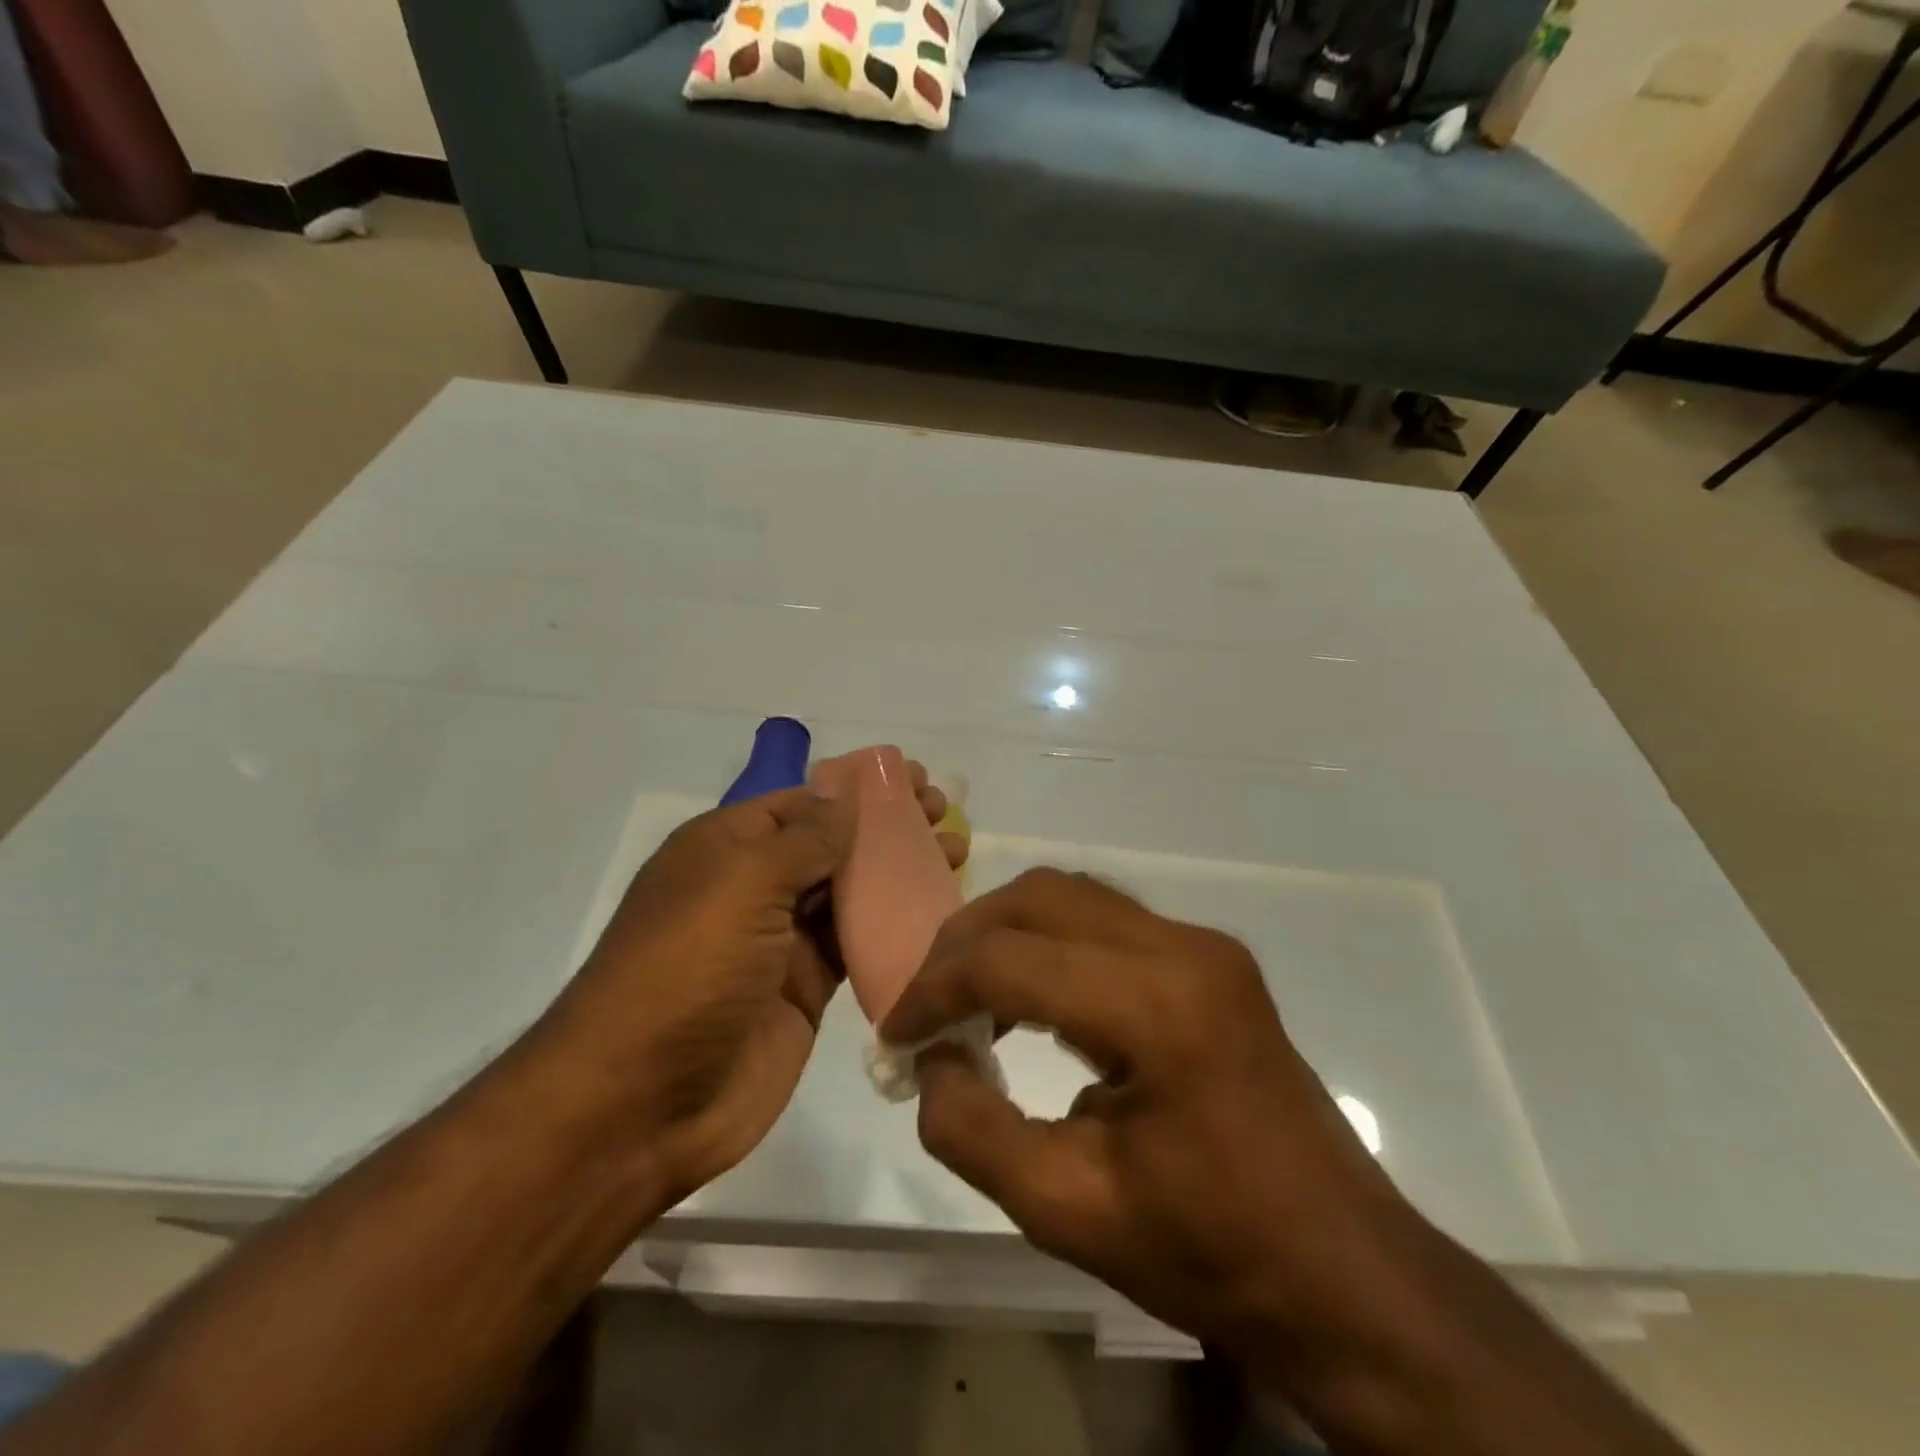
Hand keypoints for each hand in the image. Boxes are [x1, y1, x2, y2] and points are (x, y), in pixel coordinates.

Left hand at [557, 767, 964, 1207]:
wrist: (640, 1103)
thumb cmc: (687, 969)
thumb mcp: (742, 883)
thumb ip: (805, 839)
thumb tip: (848, 799)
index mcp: (726, 849)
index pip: (801, 802)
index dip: (857, 790)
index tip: (914, 781)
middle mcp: (753, 888)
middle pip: (831, 844)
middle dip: (886, 826)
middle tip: (943, 813)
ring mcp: (780, 943)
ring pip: (850, 894)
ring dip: (898, 872)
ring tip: (955, 852)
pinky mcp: (805, 991)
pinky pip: (856, 947)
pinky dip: (893, 927)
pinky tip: (937, 911)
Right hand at [880, 869, 1416, 1351]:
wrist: (1343, 1271)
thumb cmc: (1211, 1252)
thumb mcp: (1068, 1212)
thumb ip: (973, 1130)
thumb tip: (929, 1063)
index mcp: (1157, 1008)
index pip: (1010, 961)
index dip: (934, 991)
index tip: (894, 1036)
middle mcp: (1183, 948)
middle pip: (1039, 898)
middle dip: (964, 941)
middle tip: (924, 1003)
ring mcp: (1203, 944)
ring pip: (1071, 895)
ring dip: (1005, 933)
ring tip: (965, 998)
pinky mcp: (1210, 957)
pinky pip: (1104, 919)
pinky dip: (1047, 942)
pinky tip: (1028, 1000)